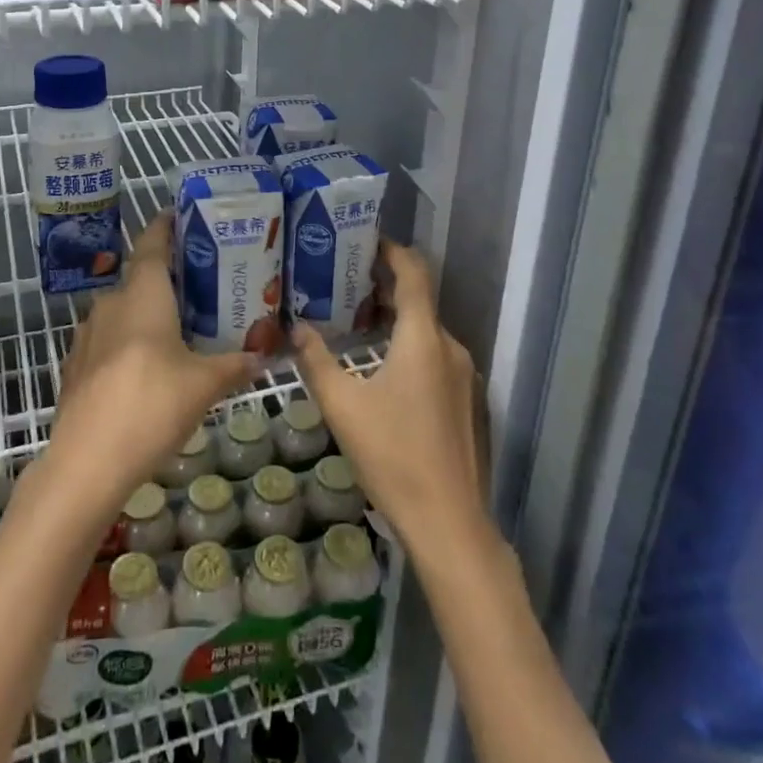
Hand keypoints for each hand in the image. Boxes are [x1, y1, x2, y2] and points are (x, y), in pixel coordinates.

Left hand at [46, 213, 259, 512]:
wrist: (86, 463)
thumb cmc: (151, 406)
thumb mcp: (204, 386)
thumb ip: (235, 365)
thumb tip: (265, 355)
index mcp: (143, 294)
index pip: (153, 243)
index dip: (166, 225)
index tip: (181, 215)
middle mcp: (111, 303)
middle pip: (141, 278)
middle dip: (168, 278)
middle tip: (201, 284)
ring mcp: (88, 335)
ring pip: (123, 310)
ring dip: (148, 312)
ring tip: (180, 327)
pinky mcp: (76, 365)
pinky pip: (109, 339)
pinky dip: (129, 341)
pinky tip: (147, 366)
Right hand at [294, 241, 487, 547]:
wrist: (449, 521)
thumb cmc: (392, 454)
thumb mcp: (342, 405)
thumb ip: (316, 360)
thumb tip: (296, 328)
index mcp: (423, 337)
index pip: (414, 273)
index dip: (393, 250)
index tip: (366, 240)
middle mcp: (449, 347)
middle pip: (420, 300)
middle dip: (385, 286)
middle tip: (346, 283)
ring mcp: (463, 376)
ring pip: (427, 331)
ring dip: (396, 319)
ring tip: (358, 322)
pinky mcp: (466, 401)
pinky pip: (435, 356)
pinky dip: (409, 346)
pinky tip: (382, 368)